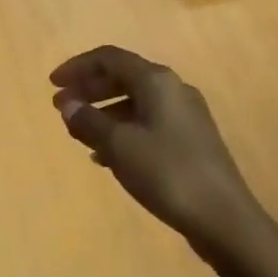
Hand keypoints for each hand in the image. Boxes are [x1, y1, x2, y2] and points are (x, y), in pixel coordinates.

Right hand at [50, 46, 262, 249]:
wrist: (225, 218)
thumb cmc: (167, 173)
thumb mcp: (119, 146)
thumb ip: (89, 121)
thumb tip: (68, 104)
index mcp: (156, 81)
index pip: (109, 58)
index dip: (77, 67)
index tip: (52, 85)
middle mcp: (173, 88)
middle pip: (123, 76)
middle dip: (89, 89)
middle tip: (62, 108)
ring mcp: (186, 114)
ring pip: (136, 101)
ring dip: (104, 112)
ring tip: (80, 134)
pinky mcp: (192, 140)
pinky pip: (149, 122)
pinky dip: (123, 130)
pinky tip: (107, 157)